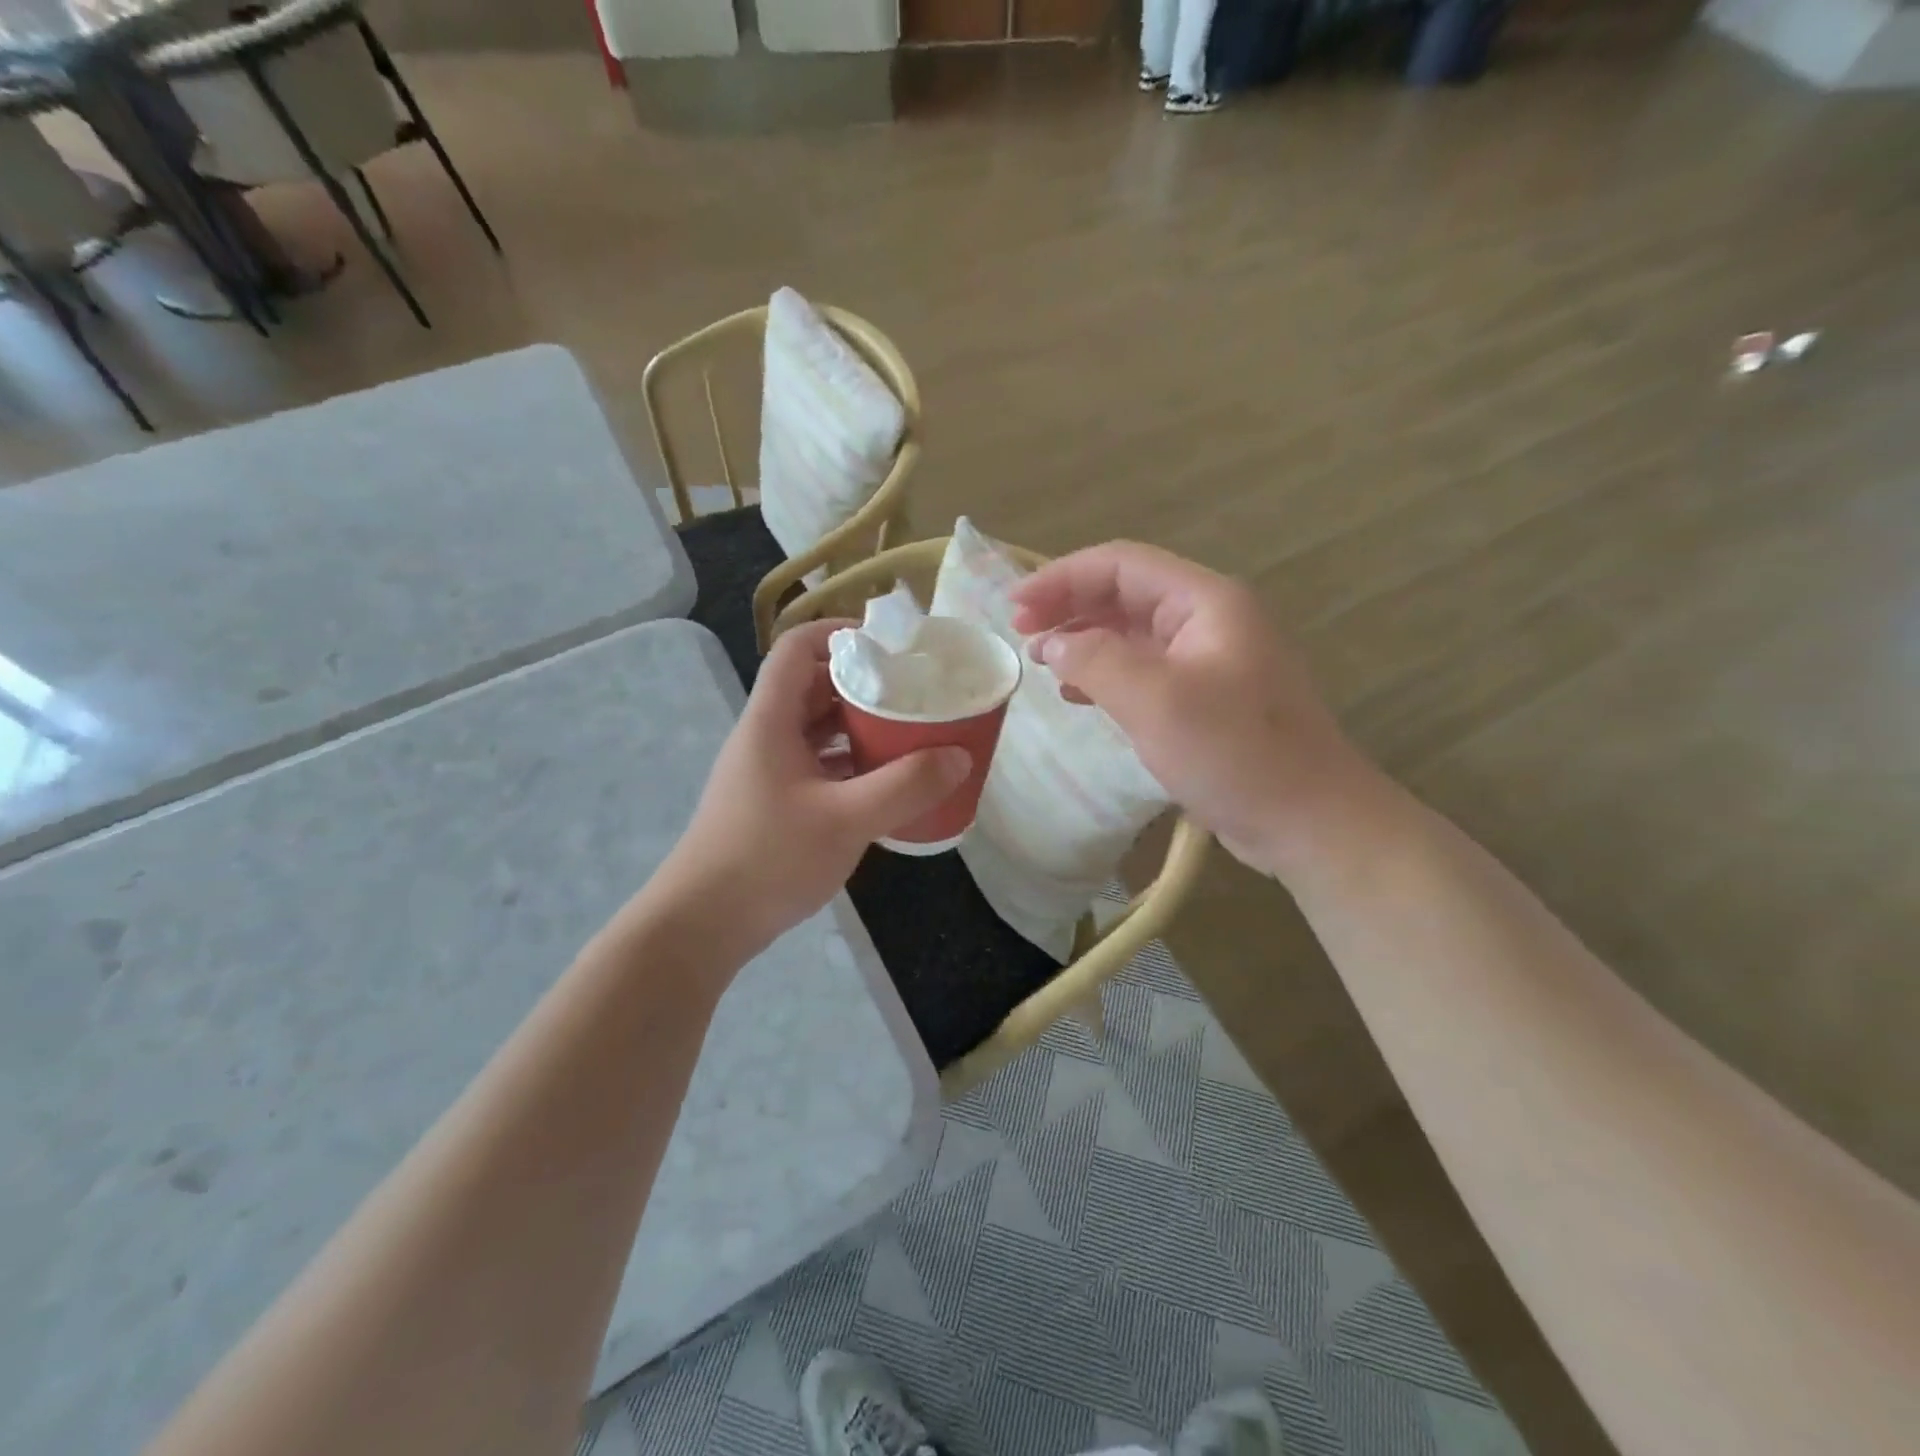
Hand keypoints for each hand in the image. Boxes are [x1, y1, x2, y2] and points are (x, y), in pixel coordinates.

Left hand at [660, 620, 970, 954]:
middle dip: (864, 683)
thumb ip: (905, 786)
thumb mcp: (845, 820)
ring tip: (909, 731)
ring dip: (860, 725)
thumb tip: (959, 755)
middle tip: (914, 691)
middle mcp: (766, 736)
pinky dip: (851, 762)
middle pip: (813, 686)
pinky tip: (884, 782)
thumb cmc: (768, 859)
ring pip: (817, 728)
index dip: (840, 633)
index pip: (797, 648)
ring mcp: (769, 771)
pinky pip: (818, 764)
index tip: (891, 645)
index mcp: (771, 720)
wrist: (703, 925)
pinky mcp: (775, 802)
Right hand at [1012, 542, 1378, 878]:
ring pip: (1132, 632)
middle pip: (1125, 593)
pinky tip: (1078, 694)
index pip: (1121, 564)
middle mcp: (1208, 619)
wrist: (1308, 821)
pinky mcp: (1206, 697)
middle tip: (1020, 632)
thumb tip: (1053, 643)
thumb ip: (1095, 661)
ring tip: (1040, 660)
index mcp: (1205, 602)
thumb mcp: (1155, 701)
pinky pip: (1145, 669)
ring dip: (1083, 639)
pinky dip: (1105, 674)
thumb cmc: (1235, 754)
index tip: (1015, 607)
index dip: (1062, 577)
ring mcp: (1209, 659)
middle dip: (1069, 605)